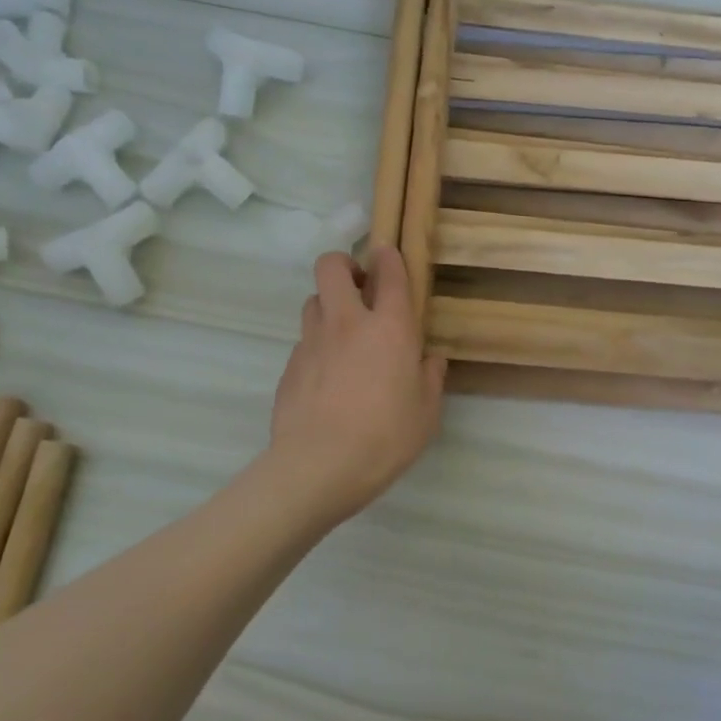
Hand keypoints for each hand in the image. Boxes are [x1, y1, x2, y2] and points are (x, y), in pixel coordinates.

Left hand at [269, 246, 446, 522]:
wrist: (319, 466)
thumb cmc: (386, 437)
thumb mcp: (427, 412)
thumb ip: (430, 378)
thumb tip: (430, 359)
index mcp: (390, 328)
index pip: (389, 273)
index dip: (389, 256)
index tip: (389, 255)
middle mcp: (348, 323)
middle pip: (332, 266)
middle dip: (345, 264)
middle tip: (360, 287)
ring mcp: (312, 342)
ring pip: (313, 300)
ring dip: (329, 305)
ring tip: (343, 333)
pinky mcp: (290, 366)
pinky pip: (304, 340)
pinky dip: (317, 345)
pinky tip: (327, 376)